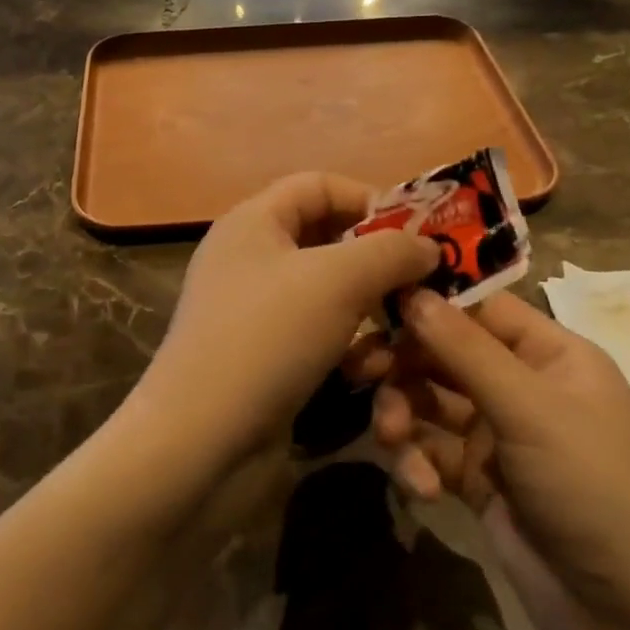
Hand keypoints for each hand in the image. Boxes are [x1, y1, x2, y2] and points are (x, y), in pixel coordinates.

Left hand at [138, 173, 437, 470]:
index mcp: (253, 222)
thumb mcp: (338, 280)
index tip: (419, 233)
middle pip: (328, 241)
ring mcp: (255, 314)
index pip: (318, 185)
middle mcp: (250, 260)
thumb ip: (390, 252)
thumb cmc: (268, 338)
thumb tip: (427, 246)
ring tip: (404, 336)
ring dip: (372, 314)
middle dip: (379, 263)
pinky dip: (349, 350)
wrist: (202, 444)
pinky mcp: (266, 361)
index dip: (370, 199)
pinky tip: (372, 373)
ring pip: (330, 296)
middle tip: (426, 286)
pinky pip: (319, 339)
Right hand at [367, 289, 629, 629]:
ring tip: (391, 437)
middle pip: (444, 353)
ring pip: (428, 401)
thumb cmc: (592, 486)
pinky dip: (417, 463)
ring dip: (402, 413)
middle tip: (358, 369)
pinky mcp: (475, 478)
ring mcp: (497, 434)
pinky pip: (429, 451)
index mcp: (550, 355)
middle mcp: (521, 386)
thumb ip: (465, 349)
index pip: (480, 307)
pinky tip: (422, 488)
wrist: (627, 617)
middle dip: (402, 363)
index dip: (431, 300)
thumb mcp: (531, 410)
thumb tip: (412, 291)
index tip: (376, 300)